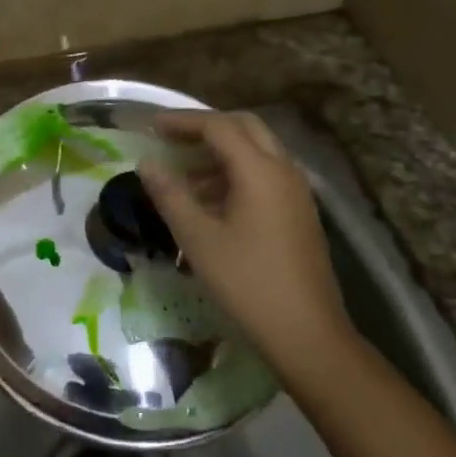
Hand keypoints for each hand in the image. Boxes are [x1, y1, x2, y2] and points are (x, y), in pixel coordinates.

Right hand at [139, 111, 352, 371]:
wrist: (308, 334)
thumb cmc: (248, 283)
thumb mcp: (199, 239)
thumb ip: (170, 195)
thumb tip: (147, 163)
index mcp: (259, 169)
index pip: (218, 126)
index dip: (182, 121)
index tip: (152, 127)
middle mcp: (283, 169)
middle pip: (243, 127)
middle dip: (206, 128)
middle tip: (173, 139)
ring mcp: (297, 190)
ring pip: (257, 151)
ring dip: (222, 153)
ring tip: (186, 175)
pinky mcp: (300, 211)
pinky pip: (267, 174)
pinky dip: (238, 173)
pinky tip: (213, 202)